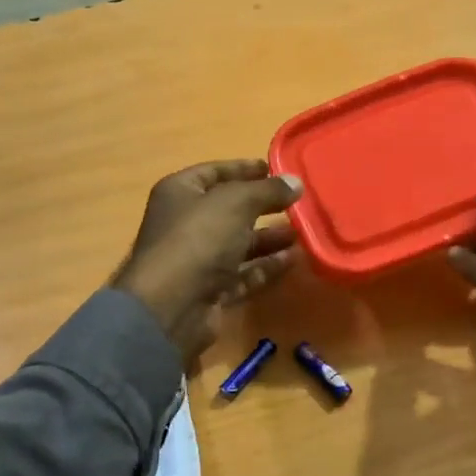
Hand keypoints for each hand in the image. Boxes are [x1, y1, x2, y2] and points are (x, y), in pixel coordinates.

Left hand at [112, 160, 302, 363]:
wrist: (172, 307)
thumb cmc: (198, 239)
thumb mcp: (236, 203)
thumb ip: (268, 190)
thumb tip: (295, 182)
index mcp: (180, 193)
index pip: (214, 172)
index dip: (244, 169)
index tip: (276, 169)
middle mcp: (185, 223)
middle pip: (229, 210)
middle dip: (262, 206)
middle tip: (297, 203)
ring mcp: (197, 260)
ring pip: (238, 244)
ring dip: (269, 238)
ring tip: (303, 232)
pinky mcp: (210, 291)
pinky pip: (243, 274)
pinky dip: (266, 267)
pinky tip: (294, 260)